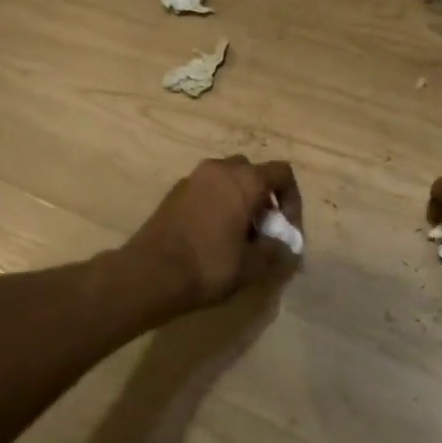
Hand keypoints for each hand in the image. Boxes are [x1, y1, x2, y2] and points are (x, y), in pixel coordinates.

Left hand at [124, 157, 303, 309]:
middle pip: (253, 172)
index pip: (282, 173)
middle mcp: (220, 169)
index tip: (286, 228)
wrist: (149, 273)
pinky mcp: (174, 192)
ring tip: (237, 234)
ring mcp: (193, 178)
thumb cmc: (209, 265)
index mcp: (245, 180)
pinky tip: (212, 235)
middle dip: (263, 197)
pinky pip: (206, 189)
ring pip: (227, 179)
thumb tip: (286, 245)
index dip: (292, 199)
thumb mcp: (253, 265)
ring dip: (239, 199)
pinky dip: (216, 203)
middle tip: (262, 229)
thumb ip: (276, 250)